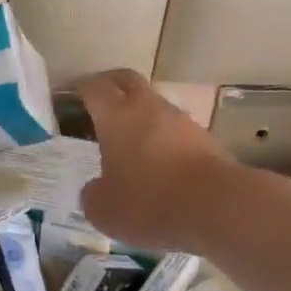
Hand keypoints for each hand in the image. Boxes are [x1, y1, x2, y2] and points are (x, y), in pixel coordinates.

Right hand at [74, 69, 236, 250]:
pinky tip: (158, 162)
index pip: (94, 87)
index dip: (81, 88)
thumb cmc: (150, 202)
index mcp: (116, 116)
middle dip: (110, 84)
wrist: (218, 206)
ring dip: (140, 114)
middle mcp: (148, 108)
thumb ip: (93, 194)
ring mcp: (181, 121)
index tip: (72, 94)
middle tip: (98, 99)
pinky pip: (174, 130)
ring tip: (129, 138)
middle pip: (127, 81)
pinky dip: (162, 138)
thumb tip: (96, 188)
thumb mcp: (104, 209)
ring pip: (154, 104)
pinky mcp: (204, 139)